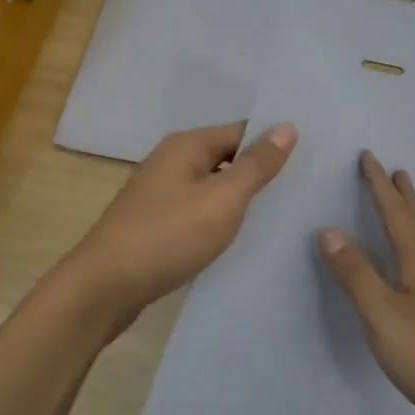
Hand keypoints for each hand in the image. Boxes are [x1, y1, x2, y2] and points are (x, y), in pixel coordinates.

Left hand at [61, 121, 296, 318]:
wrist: (106, 287)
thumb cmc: (169, 235)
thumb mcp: (223, 199)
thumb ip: (256, 165)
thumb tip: (287, 127)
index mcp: (187, 145)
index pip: (242, 131)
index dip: (272, 143)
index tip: (308, 161)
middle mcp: (171, 160)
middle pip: (226, 157)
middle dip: (258, 172)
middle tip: (301, 189)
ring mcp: (160, 192)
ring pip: (212, 186)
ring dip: (239, 198)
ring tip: (279, 213)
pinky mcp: (155, 221)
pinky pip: (197, 209)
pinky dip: (218, 218)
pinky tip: (237, 235)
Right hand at [317, 152, 414, 414]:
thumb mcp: (382, 315)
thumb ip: (356, 275)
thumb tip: (329, 230)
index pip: (397, 215)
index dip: (380, 187)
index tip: (369, 157)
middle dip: (402, 196)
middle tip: (394, 170)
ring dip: (411, 219)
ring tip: (403, 206)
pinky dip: (414, 247)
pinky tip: (413, 266)